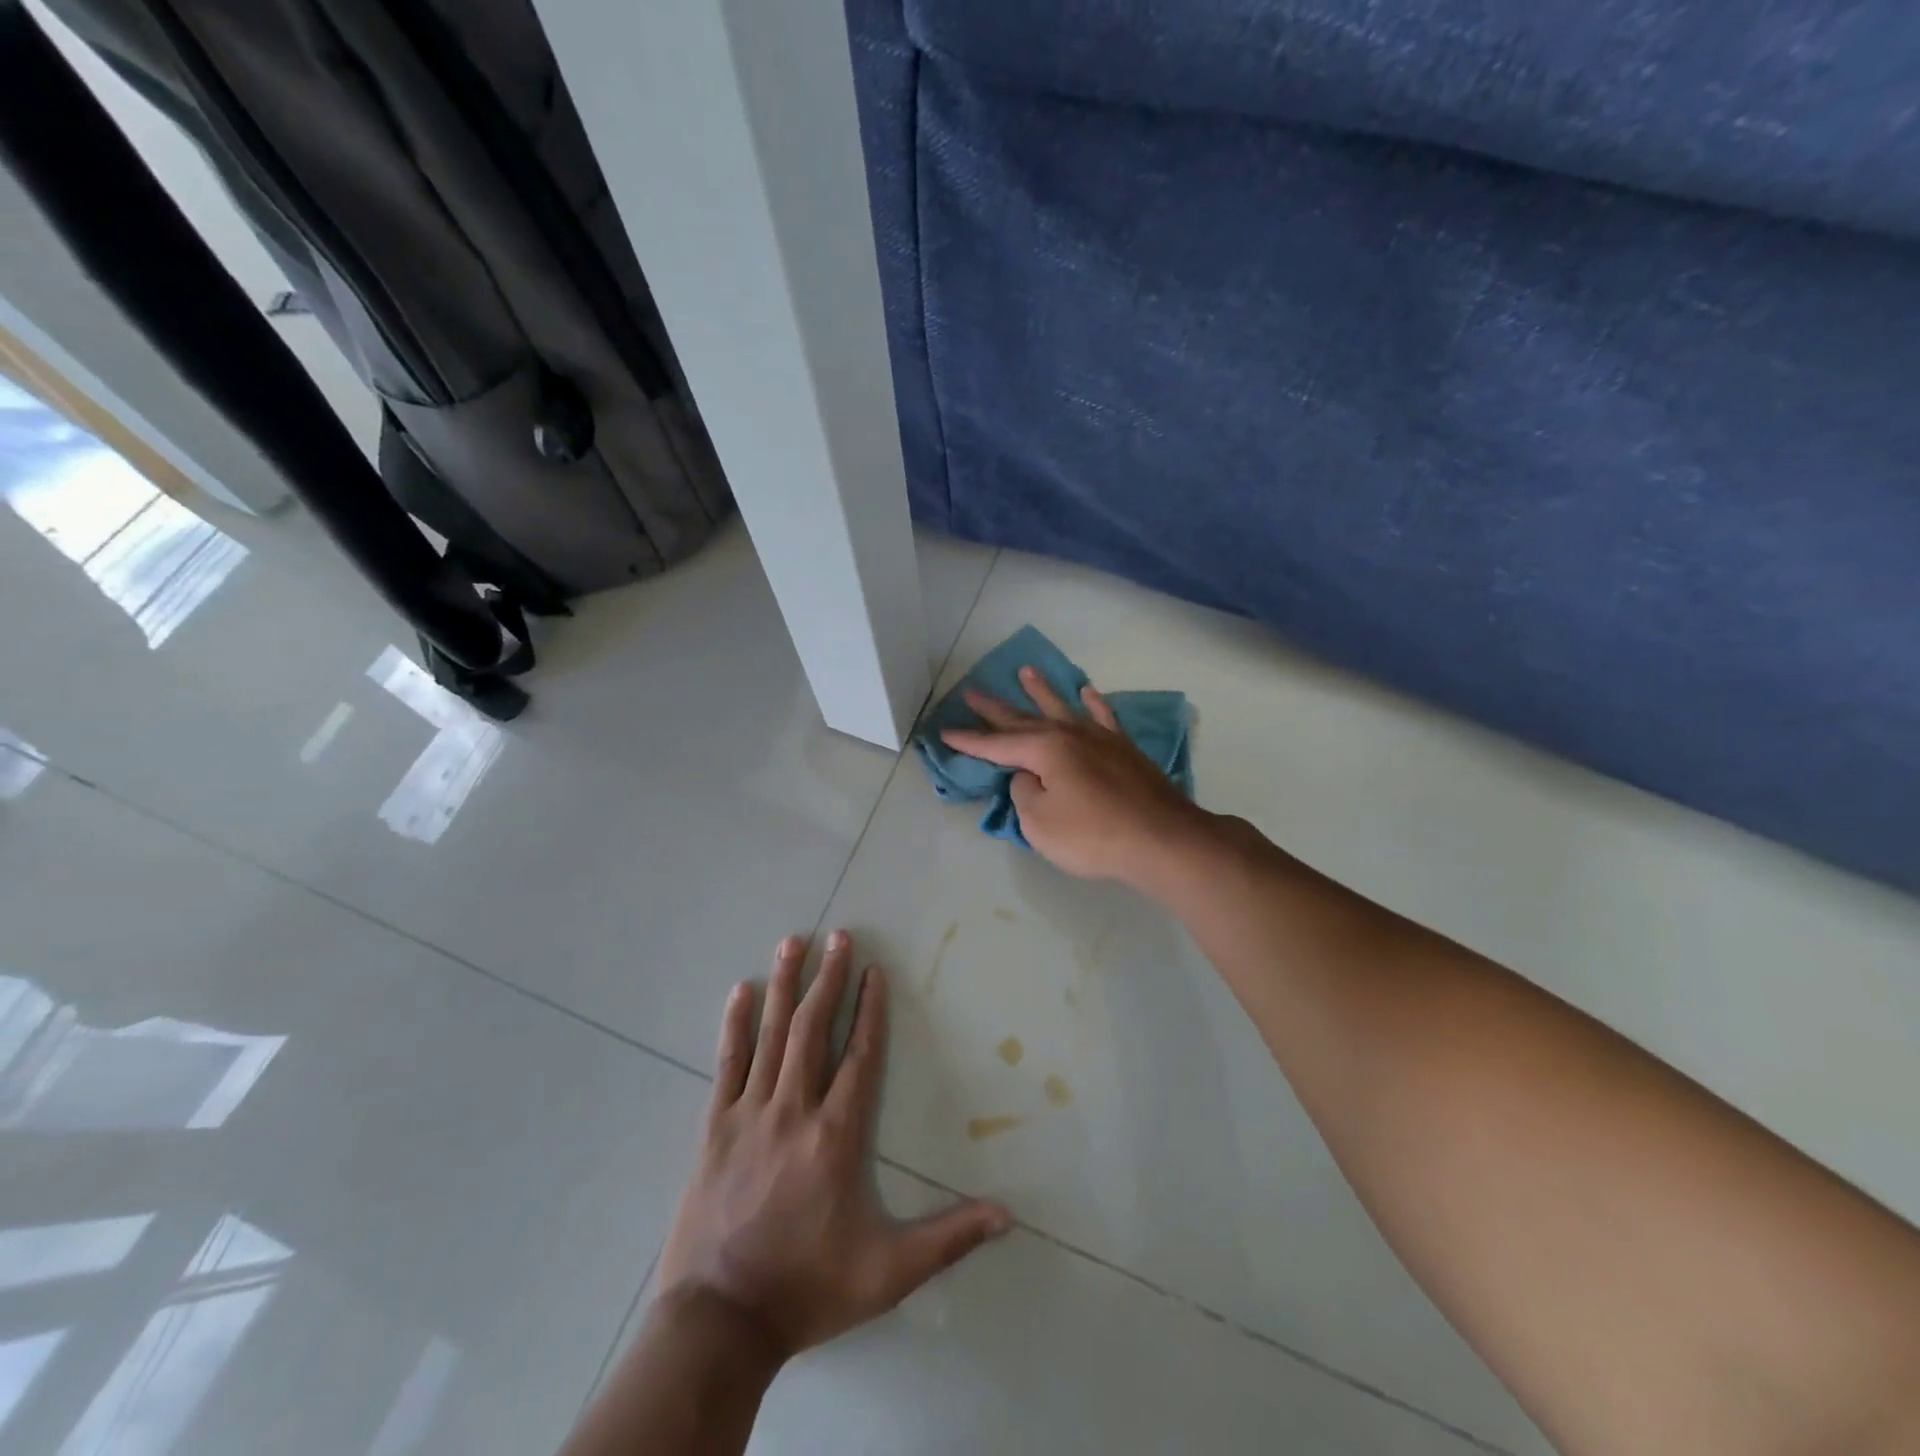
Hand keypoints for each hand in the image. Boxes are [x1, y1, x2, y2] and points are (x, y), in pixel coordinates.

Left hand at [654, 932, 1011, 1363]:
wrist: (717, 1323)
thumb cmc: (807, 1288)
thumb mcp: (887, 1273)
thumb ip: (947, 1239)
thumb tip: (1007, 1216)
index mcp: (836, 1135)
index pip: (860, 1056)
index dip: (870, 1010)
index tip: (874, 970)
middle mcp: (794, 1110)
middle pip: (814, 1029)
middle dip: (828, 978)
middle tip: (838, 935)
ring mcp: (750, 1114)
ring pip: (771, 1034)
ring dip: (784, 985)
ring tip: (793, 942)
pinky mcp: (714, 1127)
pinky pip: (727, 1063)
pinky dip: (735, 1025)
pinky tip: (741, 991)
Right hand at [941, 667, 1205, 886]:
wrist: (1161, 838)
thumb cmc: (1093, 836)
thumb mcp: (1039, 823)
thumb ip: (1025, 794)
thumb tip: (1029, 777)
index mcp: (1044, 750)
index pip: (996, 745)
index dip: (969, 740)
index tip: (944, 732)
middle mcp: (1069, 734)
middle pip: (1024, 719)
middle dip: (995, 709)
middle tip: (971, 691)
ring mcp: (1100, 738)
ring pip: (1062, 708)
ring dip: (1041, 691)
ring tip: (1026, 672)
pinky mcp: (1124, 750)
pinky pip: (1103, 718)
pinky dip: (1093, 704)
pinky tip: (1087, 692)